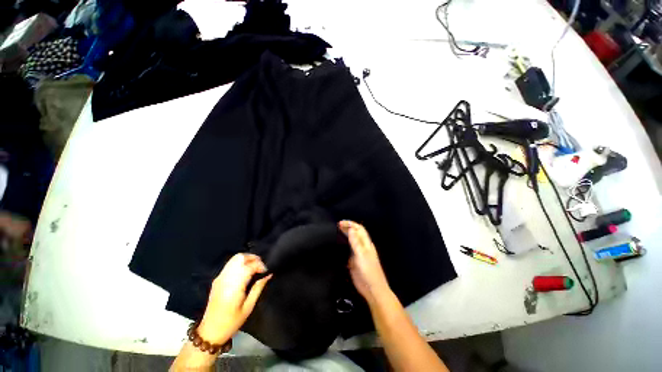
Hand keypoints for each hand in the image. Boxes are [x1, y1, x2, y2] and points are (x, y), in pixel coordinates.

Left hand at [197, 253, 271, 343]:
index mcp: (233, 286)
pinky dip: (240, 264)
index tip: (266, 271)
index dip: (260, 265)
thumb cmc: (231, 322)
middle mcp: (225, 278)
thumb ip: (258, 288)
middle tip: (261, 267)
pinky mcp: (217, 279)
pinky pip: (230, 264)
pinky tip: (245, 272)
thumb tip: (268, 274)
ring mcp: (220, 277)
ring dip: (247, 260)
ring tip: (254, 268)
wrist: (210, 331)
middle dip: (253, 258)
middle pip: (240, 257)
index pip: (249, 266)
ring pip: (235, 259)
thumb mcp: (248, 307)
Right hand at [339, 220, 390, 303]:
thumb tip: (351, 229)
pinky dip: (343, 247)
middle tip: (337, 226)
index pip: (359, 229)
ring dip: (345, 236)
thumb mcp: (362, 255)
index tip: (340, 223)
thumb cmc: (370, 272)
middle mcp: (362, 247)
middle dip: (347, 228)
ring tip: (337, 233)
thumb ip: (356, 242)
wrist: (372, 289)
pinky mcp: (354, 262)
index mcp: (366, 244)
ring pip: (351, 242)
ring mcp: (358, 254)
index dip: (350, 224)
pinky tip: (338, 247)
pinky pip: (348, 252)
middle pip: (355, 234)